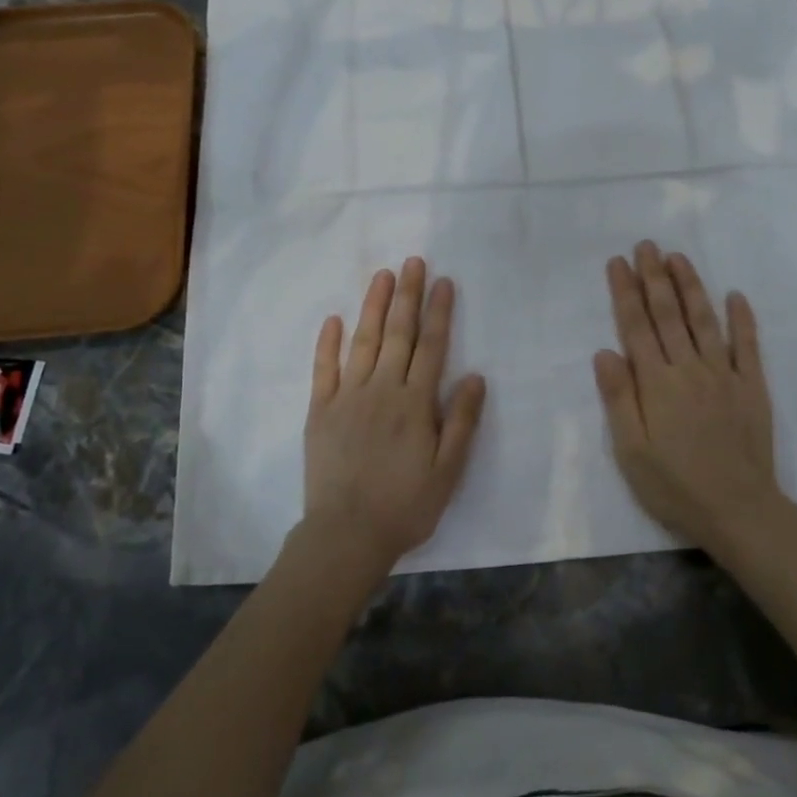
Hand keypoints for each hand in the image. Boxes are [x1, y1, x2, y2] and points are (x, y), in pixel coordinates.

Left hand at [302, 257, 486, 579]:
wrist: (346, 535)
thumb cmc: (405, 506)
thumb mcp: (447, 471)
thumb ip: (461, 421)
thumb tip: (476, 376)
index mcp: (415, 402)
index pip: (431, 346)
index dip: (439, 312)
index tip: (443, 281)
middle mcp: (382, 389)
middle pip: (397, 333)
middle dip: (407, 295)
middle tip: (412, 262)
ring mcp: (348, 397)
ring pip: (363, 341)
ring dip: (373, 306)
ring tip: (382, 275)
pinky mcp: (321, 410)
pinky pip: (324, 368)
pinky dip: (328, 342)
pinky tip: (333, 319)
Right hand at [594, 241, 782, 553]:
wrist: (739, 511)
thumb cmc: (674, 485)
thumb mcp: (630, 450)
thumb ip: (618, 398)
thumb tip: (604, 351)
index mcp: (656, 383)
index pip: (636, 327)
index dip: (625, 292)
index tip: (618, 262)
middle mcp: (689, 368)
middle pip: (668, 314)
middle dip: (655, 277)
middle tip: (646, 245)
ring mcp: (724, 375)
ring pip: (704, 320)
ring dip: (691, 286)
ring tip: (678, 257)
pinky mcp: (752, 387)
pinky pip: (748, 346)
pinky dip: (742, 319)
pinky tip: (736, 295)